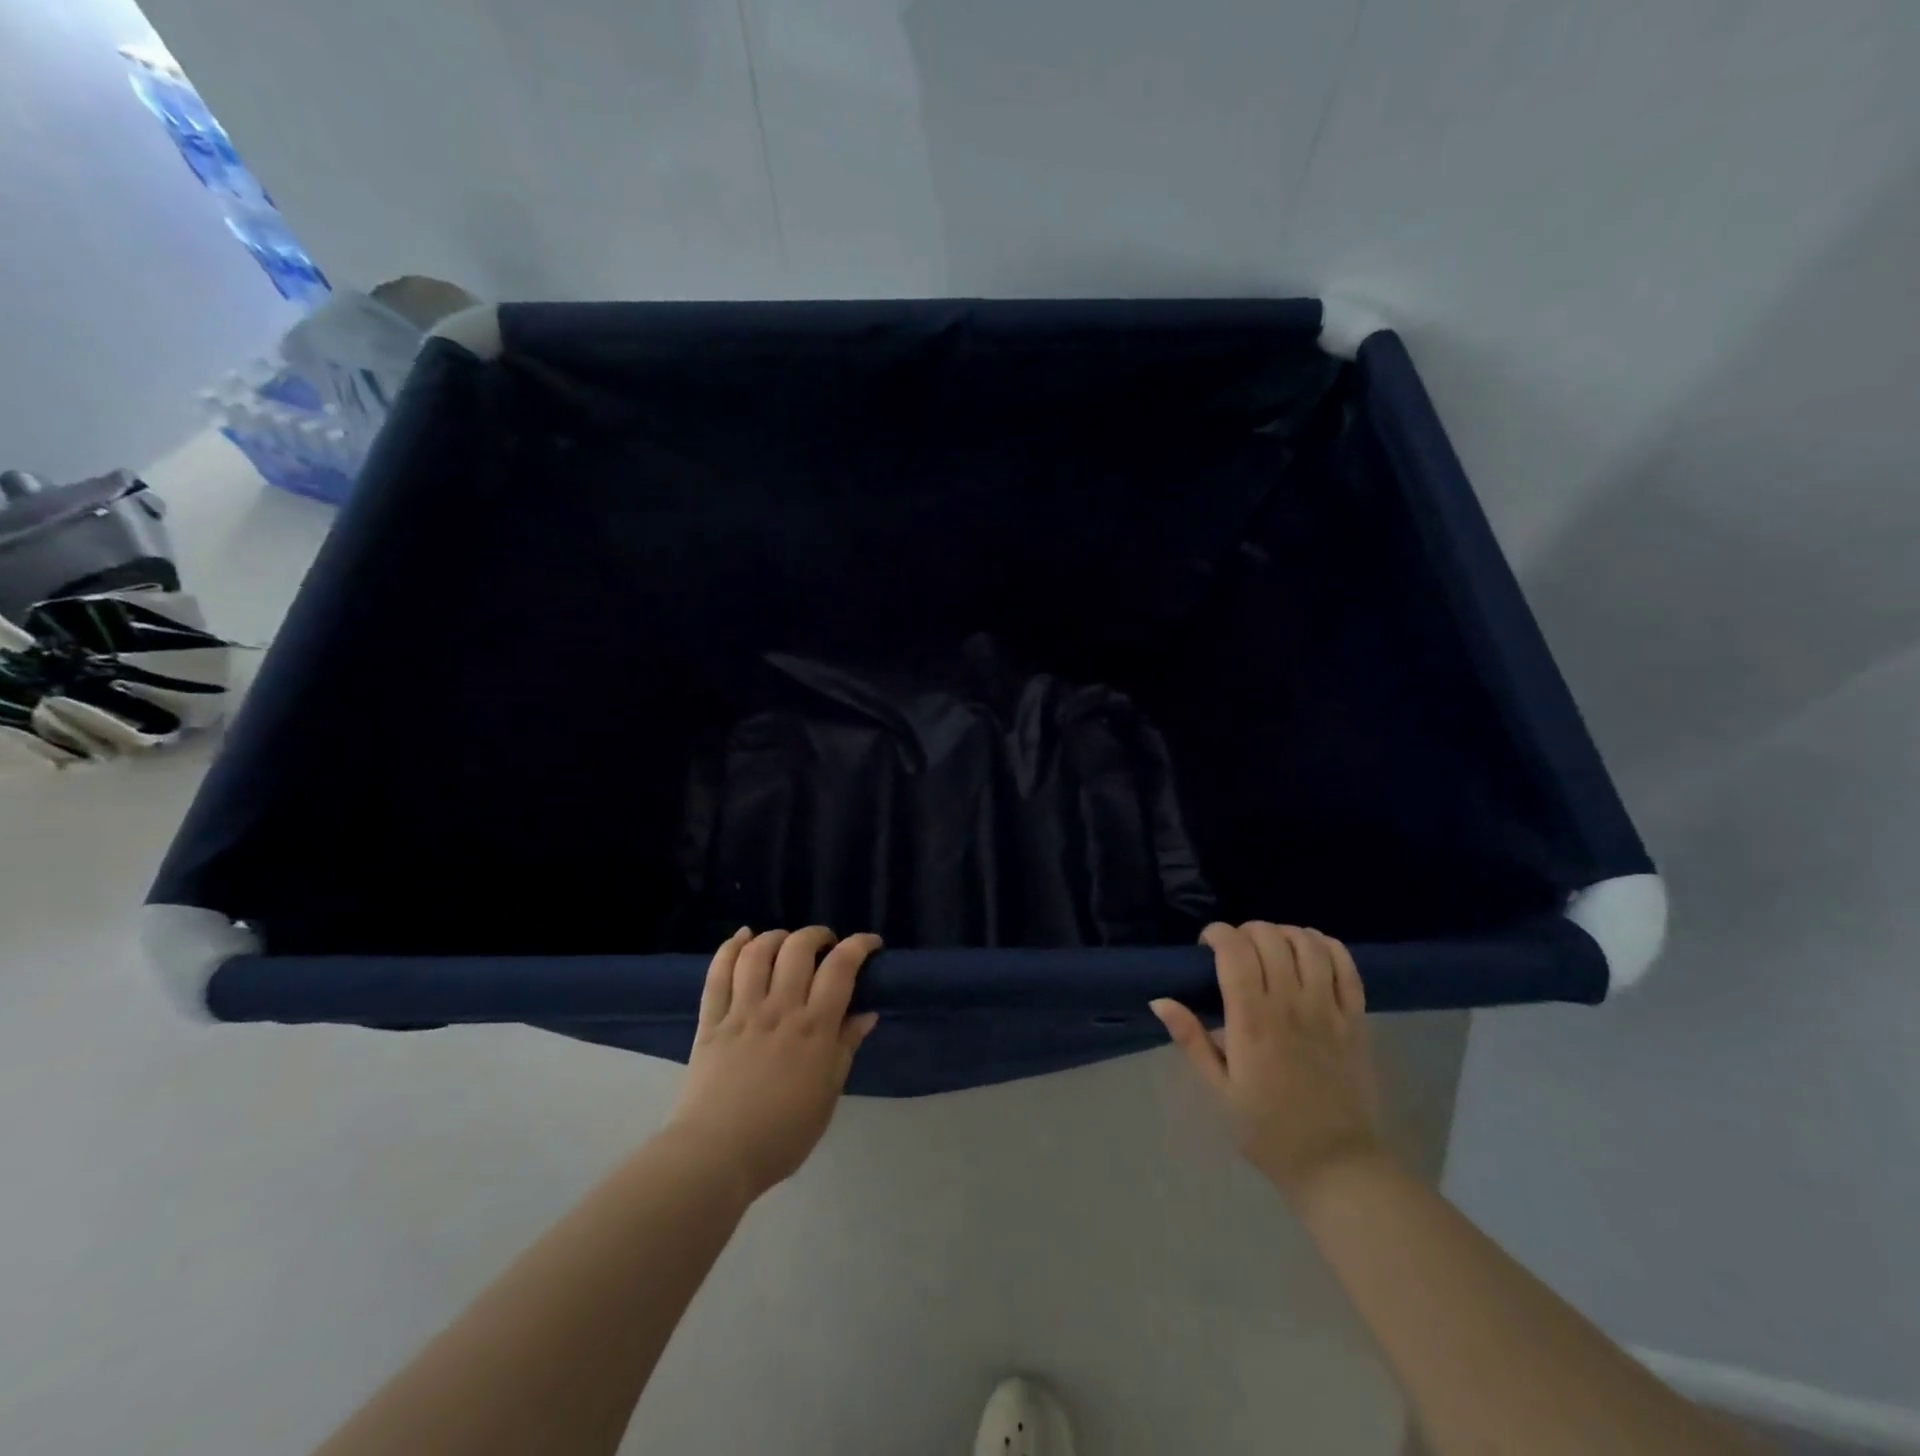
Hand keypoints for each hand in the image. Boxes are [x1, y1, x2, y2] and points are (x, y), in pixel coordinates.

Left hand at [666, 927, 880, 1200]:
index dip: (859, 945)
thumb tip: (868, 1014)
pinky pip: (718, 973)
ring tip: (785, 941)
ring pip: (759, 953)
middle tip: (825, 944)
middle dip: (817, 935)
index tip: (870, 943)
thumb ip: (845, 1048)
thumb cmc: (782, 1135)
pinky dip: (731, 947)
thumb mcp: (827, 1095)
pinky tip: (743, 937)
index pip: (841, 968)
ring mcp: (742, 1011)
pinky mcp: (711, 1020)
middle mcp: (780, 1009)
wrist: (716, 1157)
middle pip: (799, 948)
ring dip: (776, 936)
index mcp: (814, 1028)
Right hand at [1152, 922, 1383, 1201]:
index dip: (1218, 934)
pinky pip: (1345, 965)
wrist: (1336, 1164)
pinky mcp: (1356, 1018)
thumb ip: (1190, 1040)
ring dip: (1283, 933)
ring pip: (1307, 943)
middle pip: (1269, 938)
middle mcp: (1291, 1006)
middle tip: (1235, 951)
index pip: (1236, 952)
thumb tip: (1159, 1000)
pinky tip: (1308, 950)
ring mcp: (1328, 1010)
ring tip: (1269, 948)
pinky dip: (1325, 945)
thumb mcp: (1218, 1090)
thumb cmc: (1267, 1129)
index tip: (1207, 945)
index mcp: (1253, 1023)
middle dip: (1246, 931)